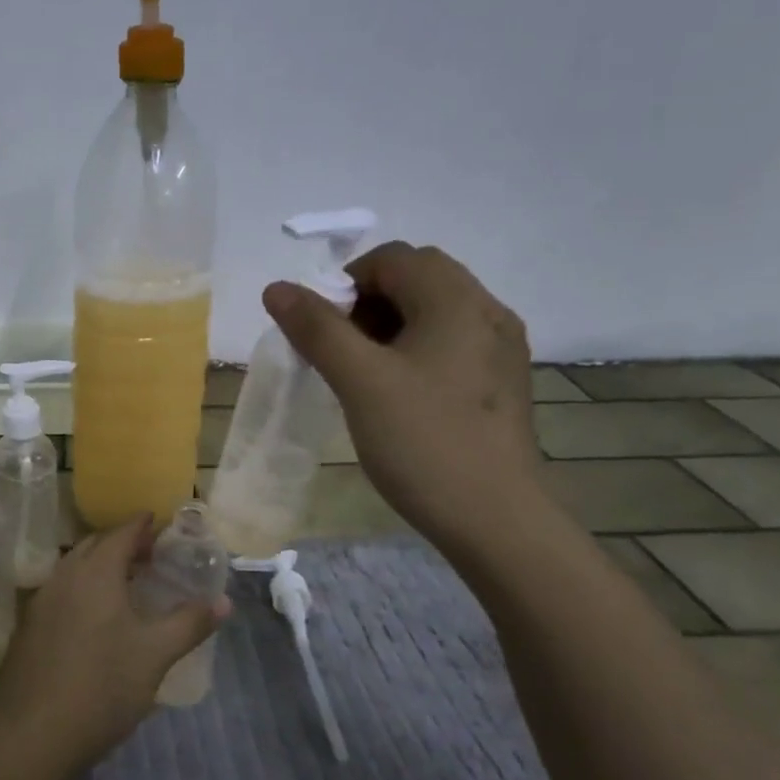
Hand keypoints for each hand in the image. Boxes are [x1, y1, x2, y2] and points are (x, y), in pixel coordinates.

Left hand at [0, 516, 228, 773]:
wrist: (32, 735)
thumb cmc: (102, 686)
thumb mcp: (156, 654)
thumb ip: (190, 622)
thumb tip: (224, 601)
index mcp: (96, 572)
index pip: (122, 533)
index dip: (143, 525)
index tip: (160, 521)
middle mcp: (65, 576)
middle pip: (95, 545)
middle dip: (122, 542)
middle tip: (150, 554)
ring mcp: (41, 602)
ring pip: (74, 568)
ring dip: (100, 566)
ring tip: (126, 583)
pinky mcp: (28, 628)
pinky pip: (61, 591)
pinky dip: (82, 588)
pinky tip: (95, 617)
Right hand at [263, 242, 542, 551]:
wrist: (496, 520)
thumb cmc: (424, 442)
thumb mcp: (360, 382)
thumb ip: (317, 329)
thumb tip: (277, 288)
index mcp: (456, 301)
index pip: (393, 258)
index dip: (346, 283)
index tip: (322, 331)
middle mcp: (487, 311)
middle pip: (417, 279)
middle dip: (367, 304)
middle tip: (340, 352)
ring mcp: (501, 348)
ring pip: (434, 312)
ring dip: (390, 327)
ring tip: (363, 375)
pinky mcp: (502, 381)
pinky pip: (451, 343)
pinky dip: (416, 351)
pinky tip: (400, 395)